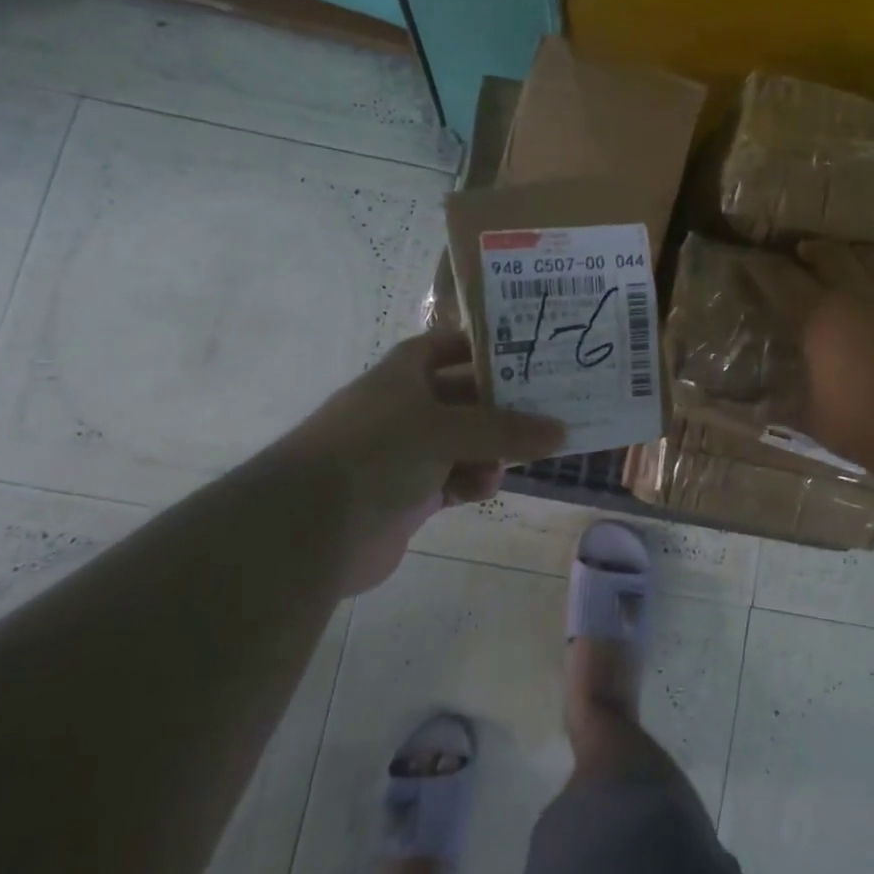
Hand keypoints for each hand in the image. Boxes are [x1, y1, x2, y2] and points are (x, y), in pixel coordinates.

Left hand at [279, 331, 564, 586]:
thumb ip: (505, 429)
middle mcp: (405, 407)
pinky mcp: (409, 493)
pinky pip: (454, 478)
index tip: (530, 354)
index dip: (485, 346)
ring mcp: (406, 452)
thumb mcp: (446, 429)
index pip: (450, 345)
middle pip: (465, 397)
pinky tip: (482, 490)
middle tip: (549, 412)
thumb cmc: (378, 452)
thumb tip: (562, 430)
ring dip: (491, 450)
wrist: (312, 527)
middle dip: (502, 407)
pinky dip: (472, 482)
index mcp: (403, 373)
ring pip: (465, 441)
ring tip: (511, 461)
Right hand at [745, 241, 873, 463]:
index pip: (781, 280)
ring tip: (850, 257)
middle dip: (812, 249)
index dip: (762, 269)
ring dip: (856, 253)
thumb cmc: (858, 418)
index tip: (749, 262)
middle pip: (830, 254)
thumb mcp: (810, 417)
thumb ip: (785, 406)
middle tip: (803, 252)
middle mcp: (854, 294)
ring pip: (873, 257)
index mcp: (817, 316)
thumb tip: (760, 408)